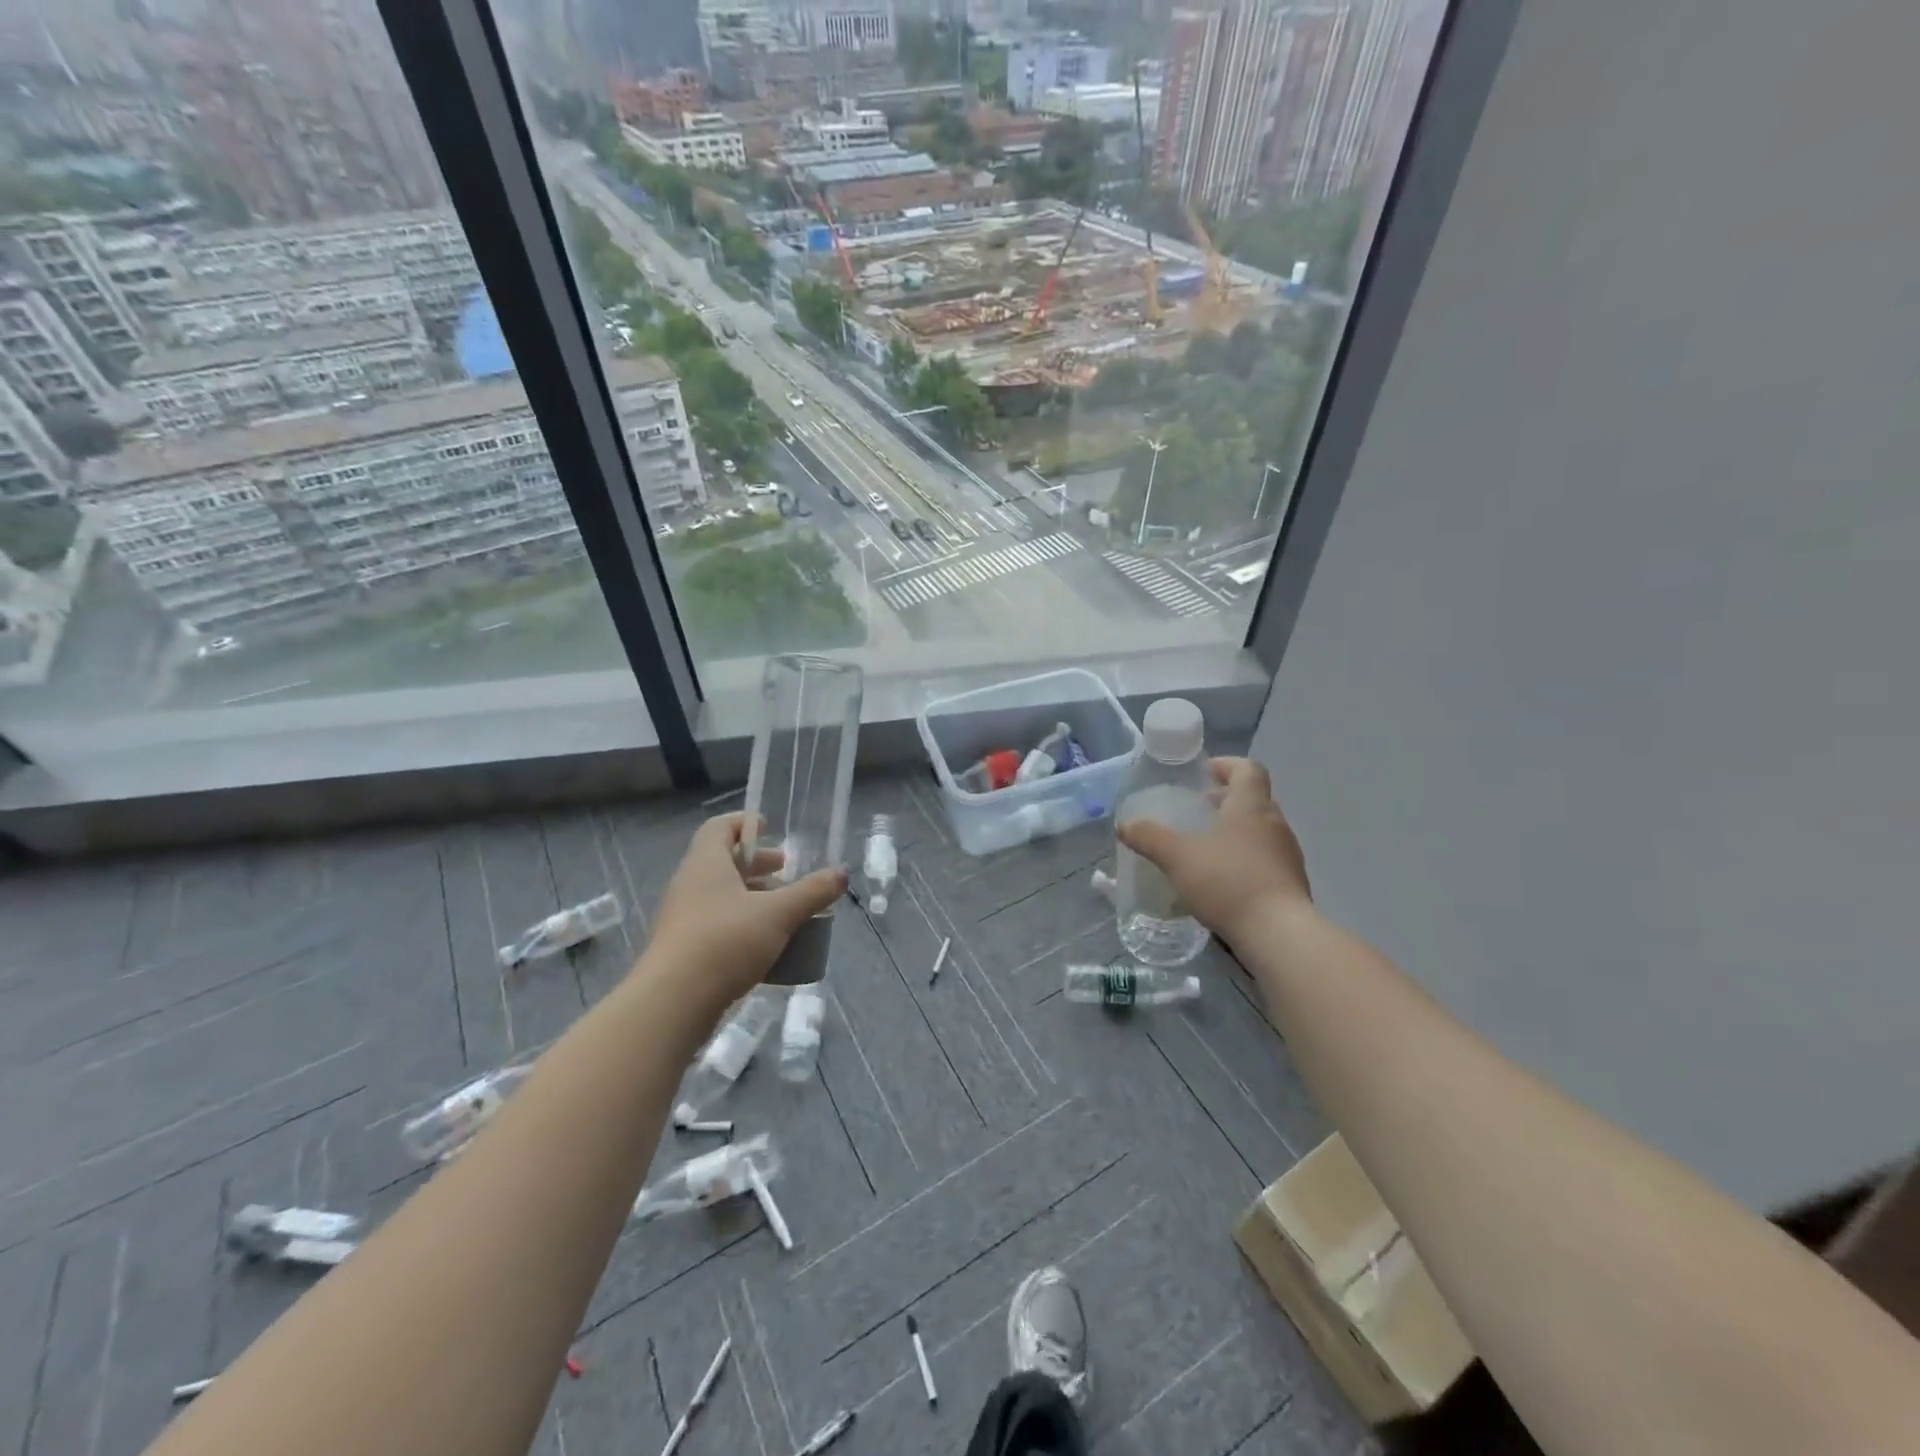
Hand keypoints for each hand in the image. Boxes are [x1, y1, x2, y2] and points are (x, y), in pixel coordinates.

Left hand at [645, 812, 847, 1012]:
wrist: (672, 1004)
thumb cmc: (725, 942)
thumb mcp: (778, 914)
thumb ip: (812, 892)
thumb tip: (841, 873)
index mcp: (706, 863)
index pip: (720, 827)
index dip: (744, 823)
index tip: (769, 827)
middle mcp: (689, 884)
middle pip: (723, 861)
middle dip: (756, 864)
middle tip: (785, 870)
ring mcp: (683, 918)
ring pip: (720, 895)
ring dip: (751, 896)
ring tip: (783, 909)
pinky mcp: (683, 949)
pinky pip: (716, 924)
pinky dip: (742, 924)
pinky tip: (766, 944)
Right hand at [1116, 757, 1309, 947]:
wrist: (1279, 934)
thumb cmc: (1227, 882)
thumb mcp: (1177, 857)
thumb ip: (1150, 838)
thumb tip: (1124, 825)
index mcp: (1251, 806)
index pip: (1248, 769)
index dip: (1227, 766)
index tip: (1205, 773)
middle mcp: (1275, 823)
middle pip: (1255, 799)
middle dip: (1227, 801)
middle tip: (1198, 810)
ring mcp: (1287, 855)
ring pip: (1261, 830)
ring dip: (1236, 831)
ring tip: (1206, 848)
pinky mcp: (1291, 884)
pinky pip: (1266, 859)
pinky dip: (1245, 859)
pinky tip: (1222, 880)